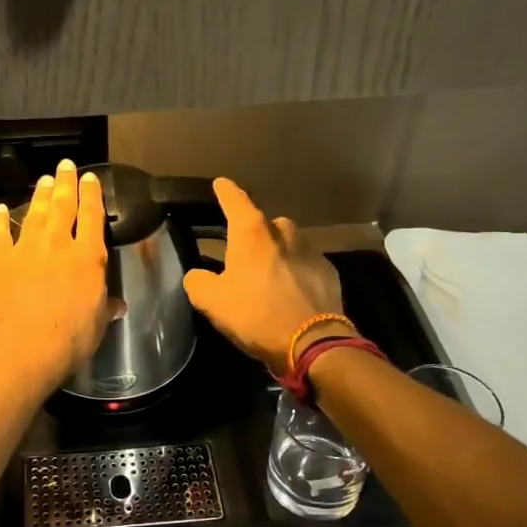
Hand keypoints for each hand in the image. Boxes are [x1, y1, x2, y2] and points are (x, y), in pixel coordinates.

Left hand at [0, 160, 111, 388]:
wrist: (21, 349)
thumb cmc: (69, 340)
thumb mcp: (97, 324)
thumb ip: (105, 307)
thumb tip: (117, 305)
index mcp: (88, 257)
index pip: (92, 216)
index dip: (92, 195)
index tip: (90, 178)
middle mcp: (57, 244)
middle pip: (63, 205)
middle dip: (65, 183)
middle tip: (65, 166)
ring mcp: (25, 249)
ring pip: (35, 213)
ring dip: (40, 195)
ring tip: (44, 181)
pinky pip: (0, 233)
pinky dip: (0, 220)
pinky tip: (1, 210)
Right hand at [182, 179, 343, 375]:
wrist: (314, 342)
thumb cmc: (257, 315)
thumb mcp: (212, 302)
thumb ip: (198, 282)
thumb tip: (197, 275)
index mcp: (252, 234)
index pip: (235, 201)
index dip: (225, 191)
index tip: (221, 183)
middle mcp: (283, 232)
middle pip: (264, 224)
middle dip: (253, 234)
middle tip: (242, 254)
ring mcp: (310, 250)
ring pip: (288, 243)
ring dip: (277, 253)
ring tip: (268, 276)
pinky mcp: (328, 271)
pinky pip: (305, 264)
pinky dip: (296, 272)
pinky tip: (290, 292)